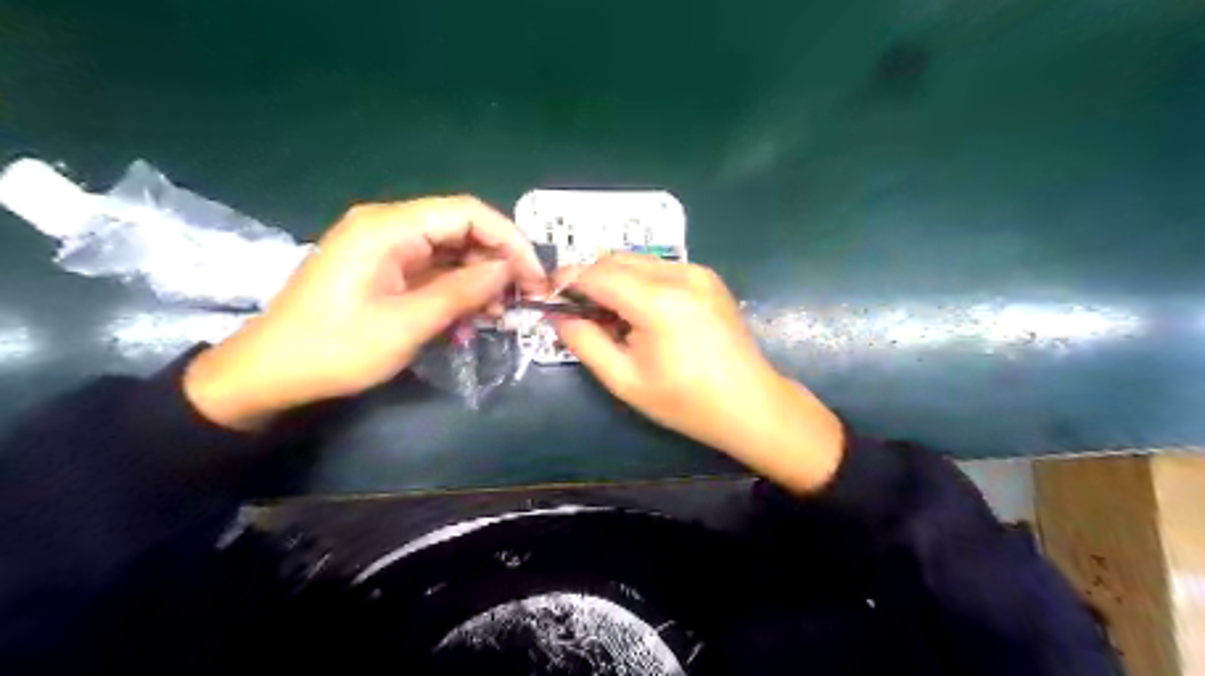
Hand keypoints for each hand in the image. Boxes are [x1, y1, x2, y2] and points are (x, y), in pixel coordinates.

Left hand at [182, 196, 547, 429]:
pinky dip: (457, 291)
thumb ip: (462, 291)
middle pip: (461, 229)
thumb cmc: (335, 349)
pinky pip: (433, 271)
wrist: (270, 374)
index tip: (535, 275)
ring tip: (499, 314)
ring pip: (451, 252)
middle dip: (498, 261)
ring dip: (480, 280)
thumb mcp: (407, 324)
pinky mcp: (384, 270)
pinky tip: (470, 318)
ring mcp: (385, 249)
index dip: (509, 239)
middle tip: (523, 298)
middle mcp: (388, 227)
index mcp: (388, 227)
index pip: (466, 213)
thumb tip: (509, 270)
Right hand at [553, 253, 840, 491]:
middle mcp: (679, 274)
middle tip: (576, 312)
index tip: (548, 297)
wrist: (750, 404)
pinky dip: (638, 282)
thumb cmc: (686, 402)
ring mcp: (698, 272)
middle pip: (616, 259)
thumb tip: (558, 316)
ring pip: (637, 261)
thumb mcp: (625, 380)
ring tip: (609, 317)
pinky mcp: (708, 278)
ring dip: (613, 280)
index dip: (567, 281)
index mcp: (658, 301)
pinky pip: (659, 268)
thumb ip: (585, 342)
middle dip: (588, 279)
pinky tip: (639, 313)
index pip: (597, 274)